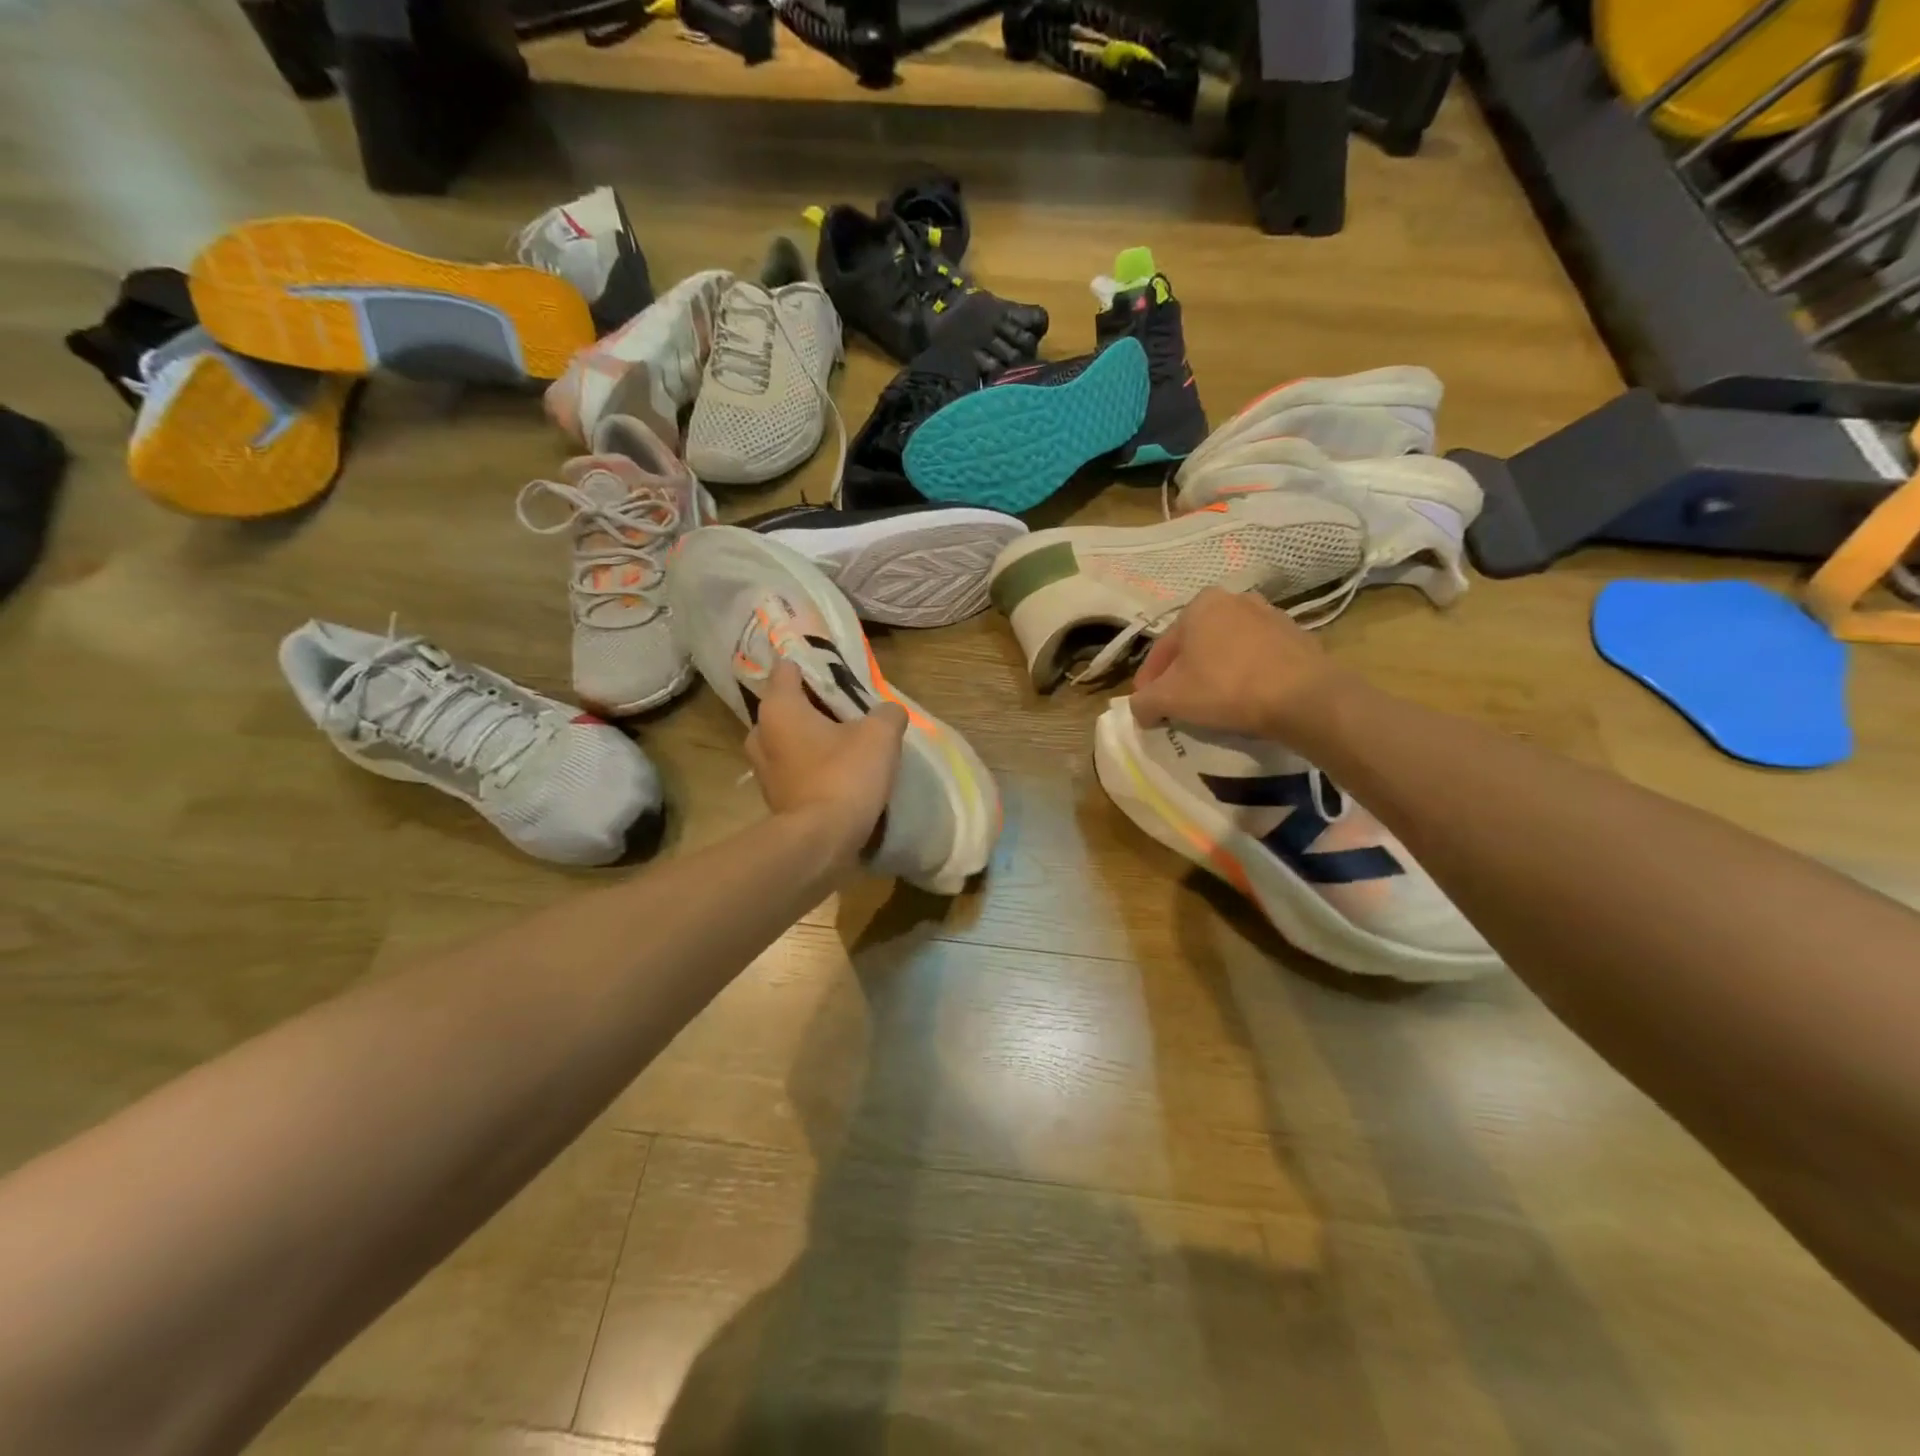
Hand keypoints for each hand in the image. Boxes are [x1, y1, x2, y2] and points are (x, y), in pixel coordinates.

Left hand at [746, 660, 906, 865]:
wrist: (821, 842)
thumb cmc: (845, 776)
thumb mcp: (880, 735)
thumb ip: (887, 713)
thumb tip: (889, 710)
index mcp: (779, 707)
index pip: (786, 668)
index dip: (810, 663)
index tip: (834, 668)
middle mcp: (760, 733)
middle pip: (786, 705)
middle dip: (812, 704)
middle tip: (845, 709)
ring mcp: (763, 769)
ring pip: (787, 739)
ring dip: (809, 738)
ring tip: (843, 741)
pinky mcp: (773, 797)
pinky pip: (792, 768)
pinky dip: (809, 765)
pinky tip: (836, 772)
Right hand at [1130, 588, 1346, 739]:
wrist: (1304, 697)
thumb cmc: (1225, 687)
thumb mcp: (1169, 699)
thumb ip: (1143, 702)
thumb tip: (1140, 709)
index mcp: (1199, 604)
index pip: (1161, 648)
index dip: (1149, 681)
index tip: (1148, 707)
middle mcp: (1234, 599)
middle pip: (1195, 645)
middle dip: (1183, 674)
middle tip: (1177, 705)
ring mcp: (1270, 615)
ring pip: (1226, 650)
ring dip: (1214, 673)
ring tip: (1211, 705)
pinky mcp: (1297, 637)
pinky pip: (1257, 659)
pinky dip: (1245, 676)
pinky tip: (1244, 700)